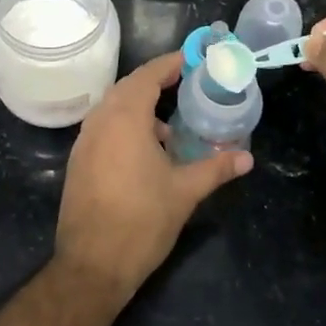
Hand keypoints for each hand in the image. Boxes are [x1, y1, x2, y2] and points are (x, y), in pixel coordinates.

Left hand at [55, 52, 251, 299]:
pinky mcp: (78, 161)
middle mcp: (100, 121)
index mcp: (124, 118)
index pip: (148, 76)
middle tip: (185, 84)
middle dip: (155, 82)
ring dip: (139, 107)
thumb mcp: (185, 192)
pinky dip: (125, 127)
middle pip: (128, 88)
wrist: (92, 265)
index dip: (170, 64)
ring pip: (113, 109)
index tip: (192, 60)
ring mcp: (84, 142)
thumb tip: (247, 158)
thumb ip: (216, 168)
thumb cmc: (142, 221)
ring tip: (170, 126)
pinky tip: (146, 151)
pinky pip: (103, 128)